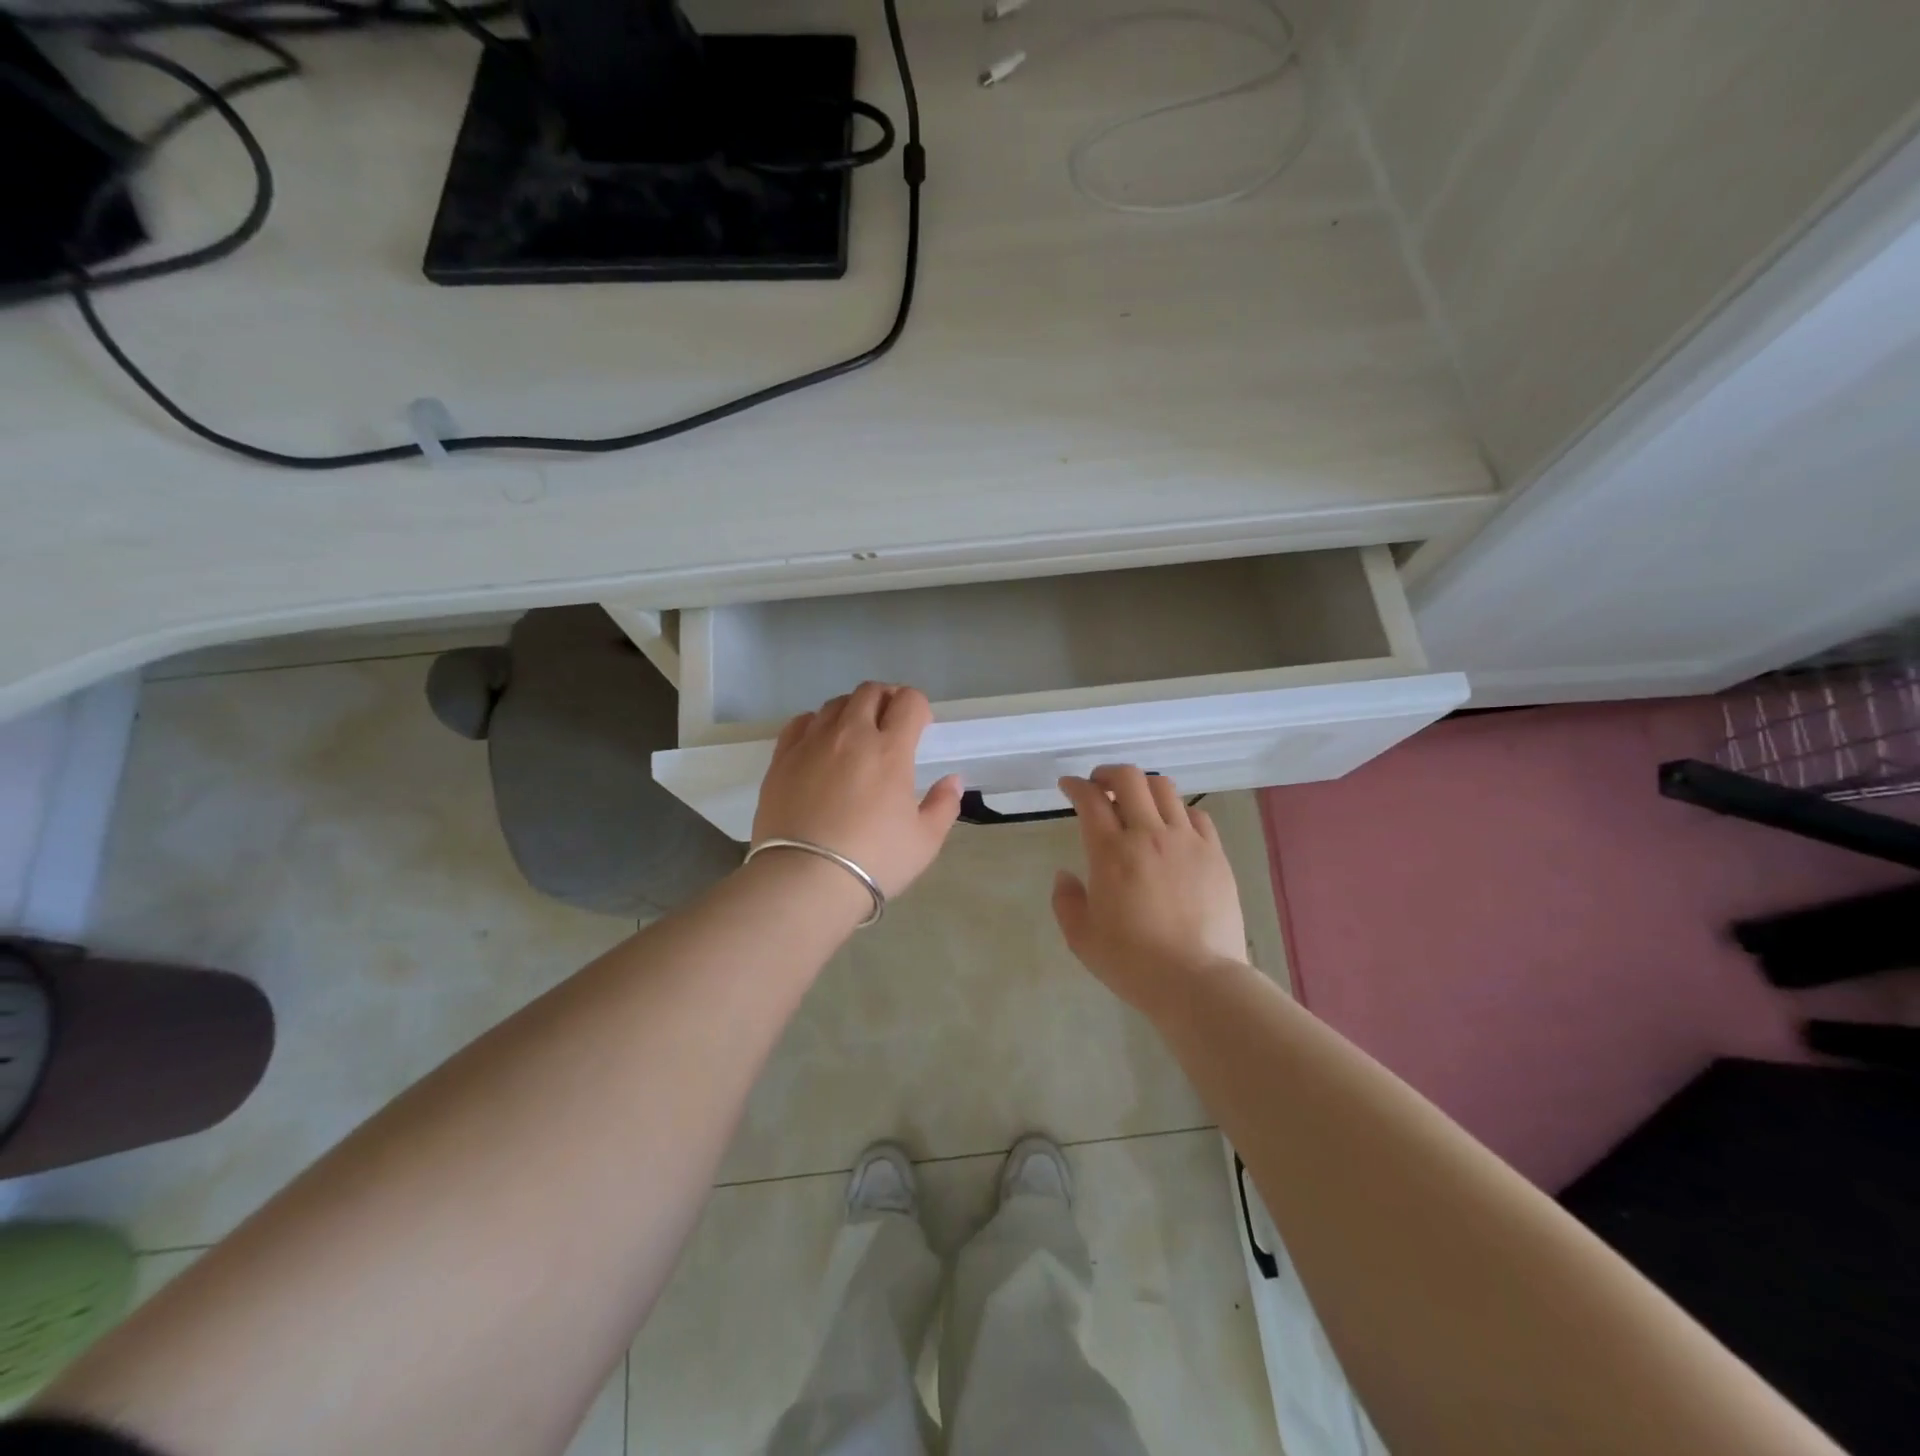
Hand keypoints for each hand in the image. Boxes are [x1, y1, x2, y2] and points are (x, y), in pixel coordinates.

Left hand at [752, 682, 962, 898]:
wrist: (804, 879)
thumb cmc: (874, 860)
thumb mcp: (924, 841)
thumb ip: (944, 805)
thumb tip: (952, 780)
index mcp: (890, 750)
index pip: (908, 702)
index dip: (919, 707)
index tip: (921, 727)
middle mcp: (850, 735)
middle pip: (870, 692)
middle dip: (887, 699)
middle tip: (891, 724)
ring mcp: (812, 743)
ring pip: (834, 704)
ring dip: (853, 710)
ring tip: (856, 735)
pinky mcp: (782, 759)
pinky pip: (800, 722)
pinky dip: (816, 723)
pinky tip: (820, 743)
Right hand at [1051, 765, 1247, 1018]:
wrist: (1198, 981)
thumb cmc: (1133, 963)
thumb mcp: (1082, 938)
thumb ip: (1066, 901)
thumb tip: (1066, 875)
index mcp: (1111, 853)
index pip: (1090, 799)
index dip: (1075, 785)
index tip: (1068, 786)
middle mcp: (1149, 835)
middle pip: (1130, 778)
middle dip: (1108, 773)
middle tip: (1099, 786)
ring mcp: (1187, 841)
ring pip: (1165, 789)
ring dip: (1143, 787)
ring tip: (1135, 802)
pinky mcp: (1215, 854)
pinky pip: (1196, 814)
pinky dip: (1177, 811)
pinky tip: (1172, 827)